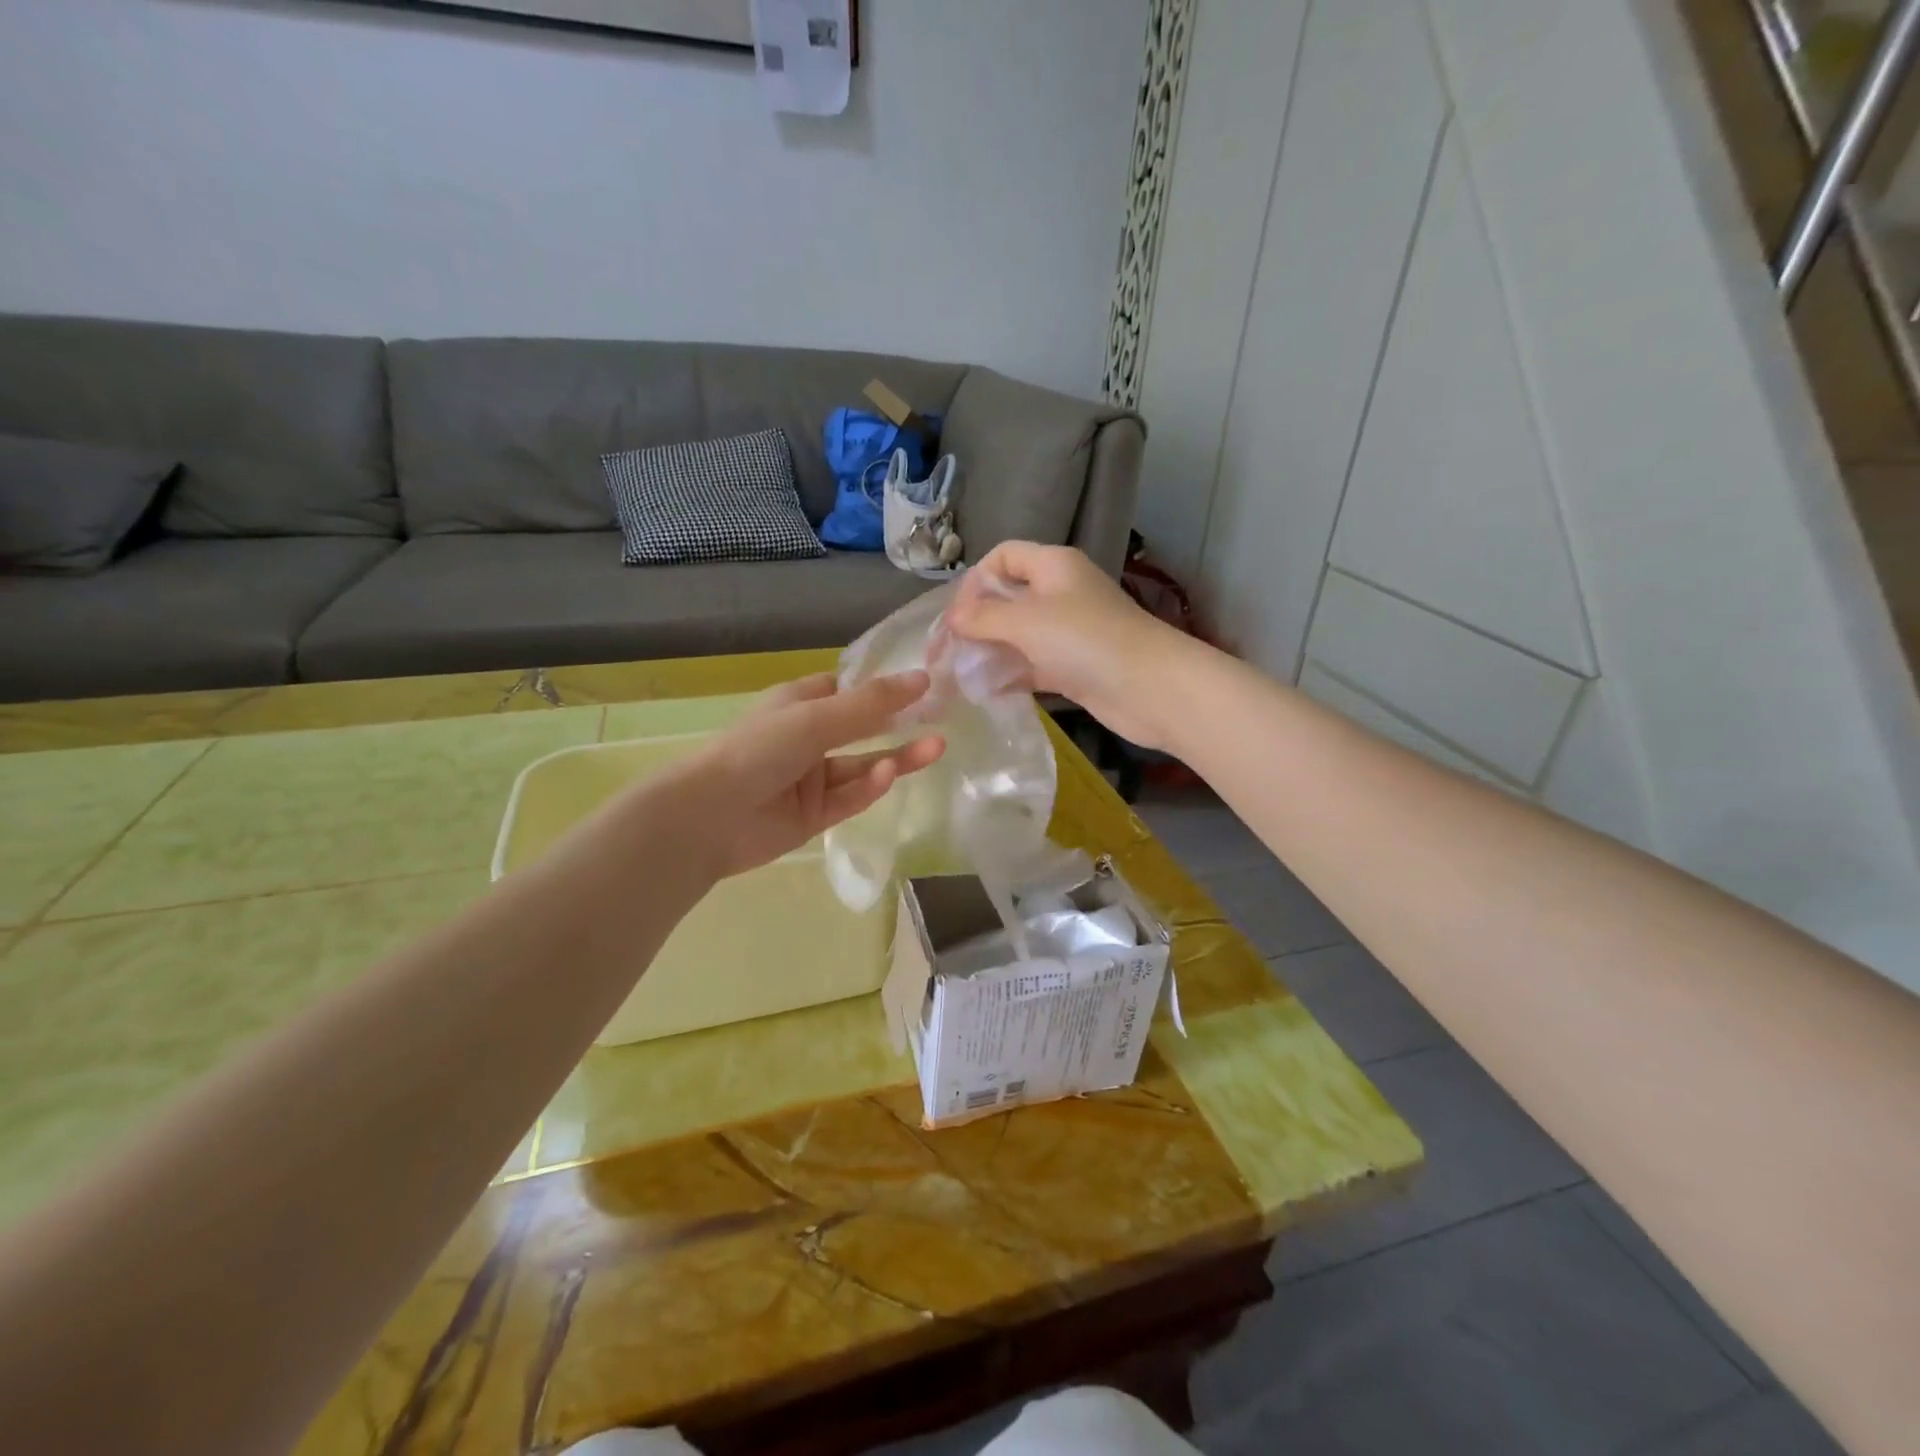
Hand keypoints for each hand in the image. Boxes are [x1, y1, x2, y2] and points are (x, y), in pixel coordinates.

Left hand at [678, 671, 944, 878]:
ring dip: (896, 757)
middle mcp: (806, 738)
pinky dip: (869, 787)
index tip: (925, 686)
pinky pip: (849, 797)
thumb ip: (872, 703)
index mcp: (799, 704)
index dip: (883, 688)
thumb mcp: (816, 718)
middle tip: (943, 719)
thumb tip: (923, 678)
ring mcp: (811, 779)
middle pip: (862, 728)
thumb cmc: (759, 750)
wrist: (709, 817)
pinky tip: (887, 776)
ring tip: (935, 748)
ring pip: (862, 765)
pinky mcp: (815, 815)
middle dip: (900, 724)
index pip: (847, 690)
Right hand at [945, 542, 1195, 750]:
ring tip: (960, 675)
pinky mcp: (1074, 667)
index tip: (957, 615)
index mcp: (1053, 566)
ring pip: (1018, 635)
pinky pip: (1032, 665)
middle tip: (948, 651)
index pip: (1003, 556)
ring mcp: (1068, 633)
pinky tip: (986, 692)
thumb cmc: (1086, 641)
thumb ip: (984, 617)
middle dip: (977, 621)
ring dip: (990, 651)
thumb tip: (954, 617)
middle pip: (1008, 597)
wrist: (1150, 688)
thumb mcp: (1026, 621)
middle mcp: (1060, 593)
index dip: (975, 579)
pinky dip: (1010, 675)